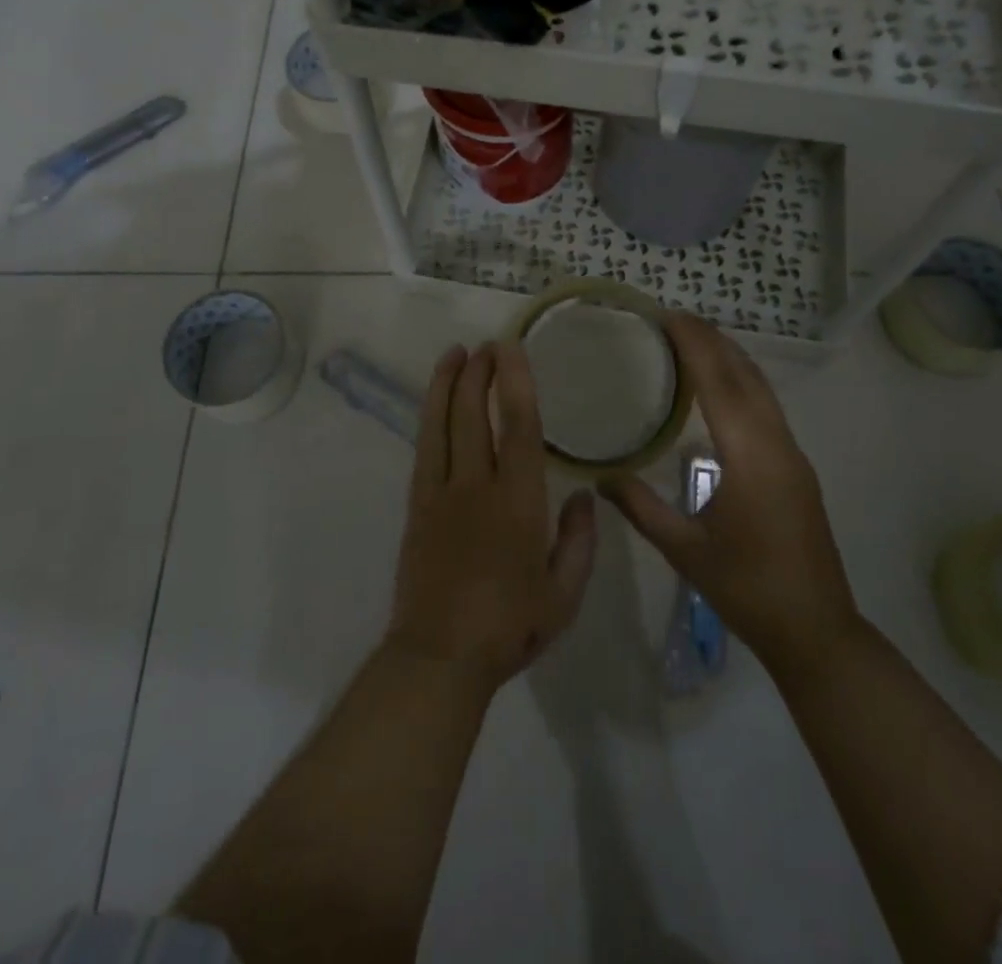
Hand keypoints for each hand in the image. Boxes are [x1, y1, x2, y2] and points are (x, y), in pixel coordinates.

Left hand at [386, 342, 597, 700]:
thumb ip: (579, 542)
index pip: (517, 426)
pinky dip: (429, 417)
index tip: (511, 348)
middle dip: (478, 373)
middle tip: (487, 345)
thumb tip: (583, 496)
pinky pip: (423, 449)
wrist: (440, 657)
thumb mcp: (564, 595)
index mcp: (518, 502)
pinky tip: (435, 403)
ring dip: (447, 383)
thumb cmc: (509, 627)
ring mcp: (440, 493)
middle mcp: (476, 486)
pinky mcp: (417, 506)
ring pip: (440, 424)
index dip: (515, 381)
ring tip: (455, 353)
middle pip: (473, 414)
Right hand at [601, 314, 858, 679]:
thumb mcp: (684, 550)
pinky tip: (720, 390)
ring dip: (730, 359)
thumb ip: (641, 509)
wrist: (816, 630)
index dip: (695, 346)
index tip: (668, 316)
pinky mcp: (796, 468)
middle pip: (746, 376)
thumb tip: (600, 479)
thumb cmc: (747, 589)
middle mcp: (777, 445)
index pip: (720, 384)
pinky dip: (741, 383)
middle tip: (674, 319)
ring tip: (694, 341)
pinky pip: (767, 408)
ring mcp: (793, 455)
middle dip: (713, 341)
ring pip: (762, 390)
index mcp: (751, 457)